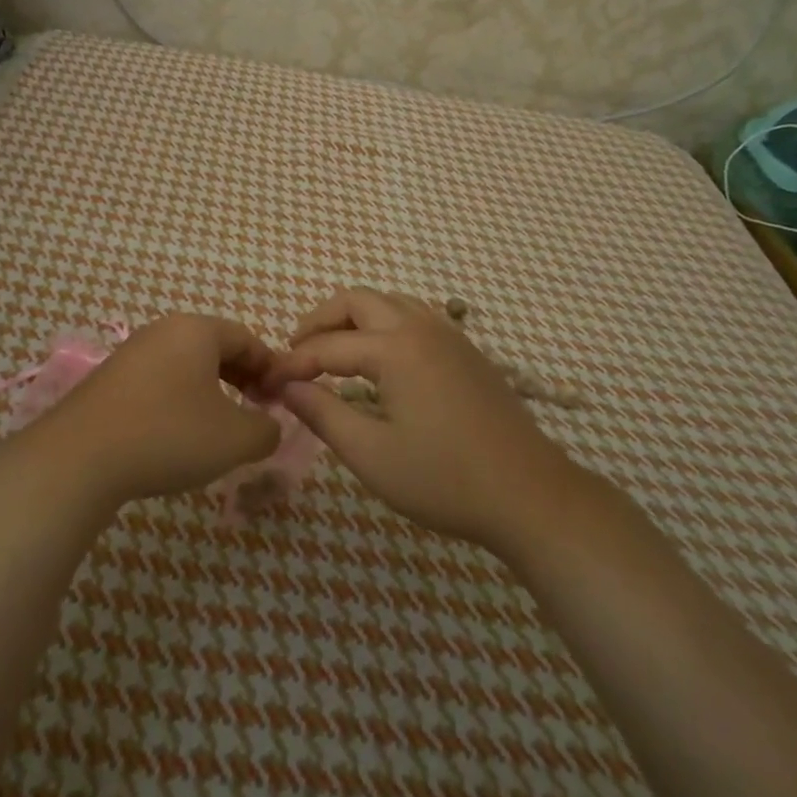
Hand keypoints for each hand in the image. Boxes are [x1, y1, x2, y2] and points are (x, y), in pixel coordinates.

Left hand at [31, 314, 282, 508]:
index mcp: (196, 330)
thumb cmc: (169, 435)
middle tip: (256, 410)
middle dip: (242, 378)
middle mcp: (162, 331)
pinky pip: (158, 381)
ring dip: (210, 391)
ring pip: (185, 365)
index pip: (247, 338)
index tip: (282, 399)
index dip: (271, 368)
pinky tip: (177, 434)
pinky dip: (178, 400)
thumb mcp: (235, 439)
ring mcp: (131, 353)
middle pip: (215, 347)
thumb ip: (266, 429)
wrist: (79, 457)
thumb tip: (269, 426)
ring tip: (219, 426)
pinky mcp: (108, 380)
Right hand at [264, 288, 580, 557]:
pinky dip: (384, 326)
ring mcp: (449, 335)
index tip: (266, 384)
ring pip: (389, 303)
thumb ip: (322, 413)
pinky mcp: (467, 351)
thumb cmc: (444, 479)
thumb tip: (286, 387)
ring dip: (353, 319)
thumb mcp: (370, 454)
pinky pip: (414, 317)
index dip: (291, 364)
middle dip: (319, 322)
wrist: (530, 495)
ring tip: (332, 354)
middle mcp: (421, 327)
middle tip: (296, 354)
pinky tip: (379, 362)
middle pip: (357, 301)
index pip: (326, 346)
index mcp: (395, 348)